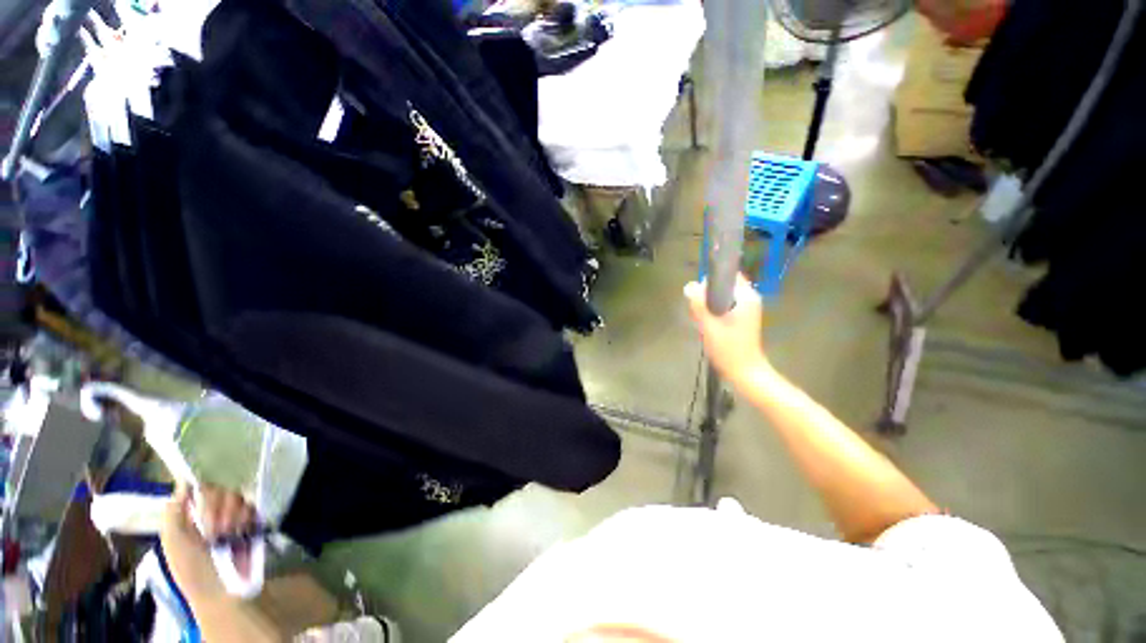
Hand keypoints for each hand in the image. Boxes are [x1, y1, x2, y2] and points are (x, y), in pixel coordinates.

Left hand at [160, 484, 255, 599]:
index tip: (202, 499)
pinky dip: (248, 518)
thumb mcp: (174, 544)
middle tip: (214, 530)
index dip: (204, 490)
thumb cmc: (194, 571)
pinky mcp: (255, 522)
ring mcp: (236, 517)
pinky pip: (255, 506)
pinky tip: (242, 532)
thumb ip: (174, 512)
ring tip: (228, 536)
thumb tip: (185, 482)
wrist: (225, 592)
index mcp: (193, 516)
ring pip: (239, 496)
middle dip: (217, 509)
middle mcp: (215, 512)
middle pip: (222, 489)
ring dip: (232, 516)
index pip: (202, 487)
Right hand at [684, 274, 770, 385]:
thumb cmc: (729, 349)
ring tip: (701, 321)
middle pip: (723, 285)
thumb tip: (689, 286)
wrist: (744, 372)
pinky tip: (707, 325)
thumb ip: (699, 304)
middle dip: (707, 295)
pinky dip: (714, 311)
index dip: (710, 281)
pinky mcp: (742, 317)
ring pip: (722, 296)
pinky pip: (724, 306)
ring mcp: (747, 308)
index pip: (727, 275)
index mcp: (746, 296)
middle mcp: (749, 298)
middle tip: (698, 312)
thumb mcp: (709, 325)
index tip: (698, 296)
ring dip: (708, 305)